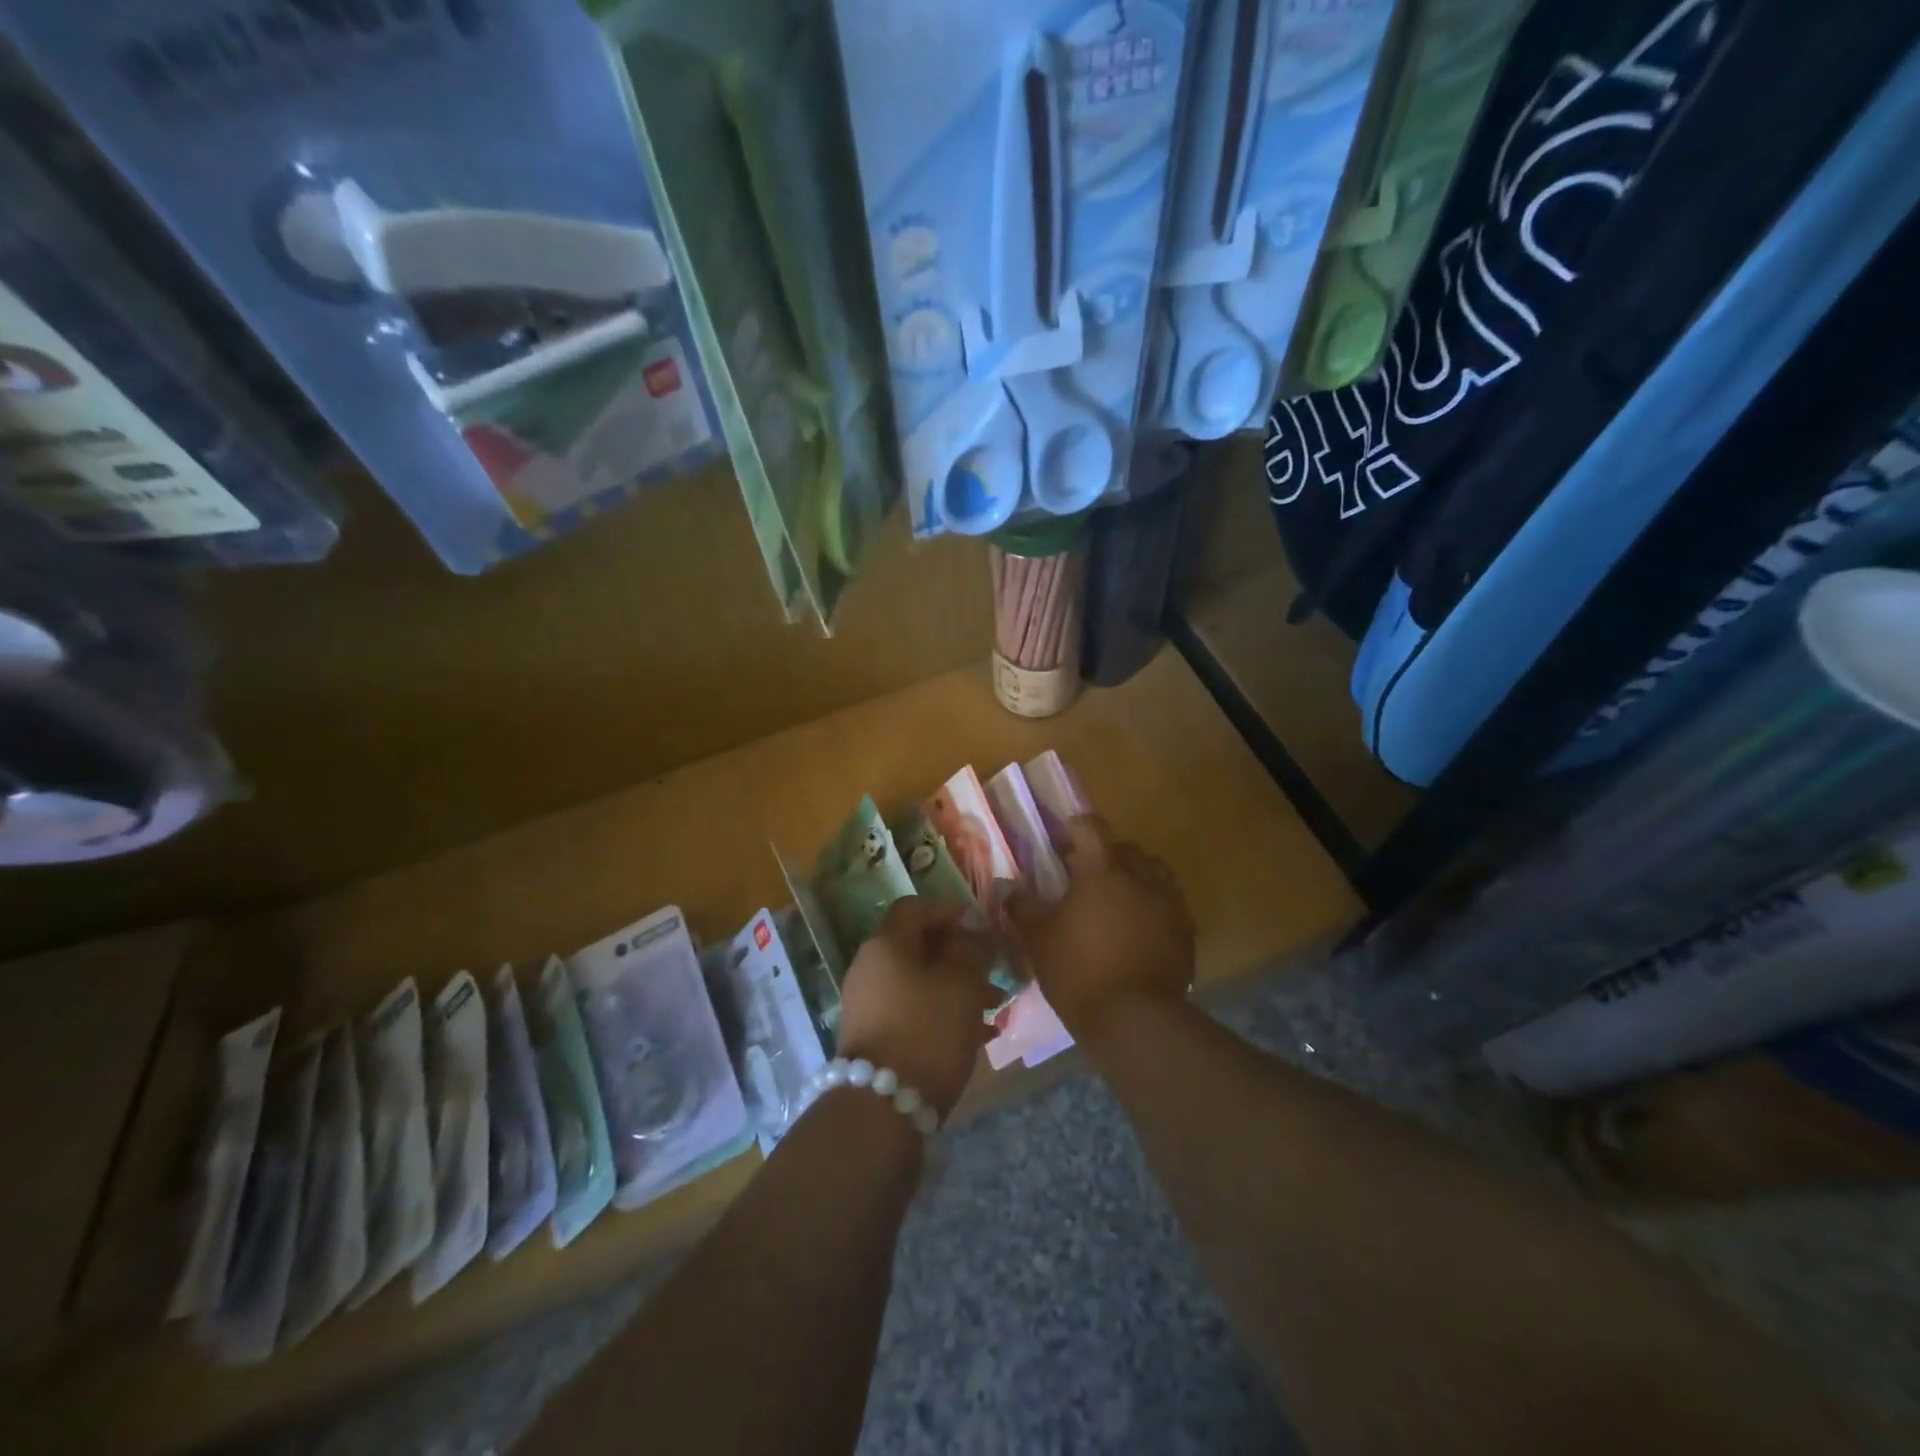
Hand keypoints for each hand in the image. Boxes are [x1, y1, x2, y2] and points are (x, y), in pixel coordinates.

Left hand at [836, 897, 999, 1116]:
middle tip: (994, 970)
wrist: (883, 1109)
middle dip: (960, 955)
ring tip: (996, 1007)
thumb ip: (971, 949)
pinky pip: (913, 1011)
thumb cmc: (928, 1031)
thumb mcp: (961, 984)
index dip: (948, 909)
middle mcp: (870, 968)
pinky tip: (979, 1035)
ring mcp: (869, 1005)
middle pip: (918, 947)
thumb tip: (972, 928)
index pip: (914, 908)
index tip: (980, 925)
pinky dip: (943, 1013)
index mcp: (885, 945)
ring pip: (920, 982)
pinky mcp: (875, 1037)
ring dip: (957, 987)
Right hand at [1006, 815, 1194, 1039]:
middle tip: (1084, 878)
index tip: (1061, 844)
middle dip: (1104, 855)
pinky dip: (1152, 905)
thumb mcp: (1038, 939)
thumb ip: (1023, 907)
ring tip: (1116, 902)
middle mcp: (1141, 876)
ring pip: (1152, 872)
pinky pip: (1168, 902)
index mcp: (1102, 870)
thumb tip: (1011, 888)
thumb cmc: (1078, 971)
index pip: (1091, 827)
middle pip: (1124, 848)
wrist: (1134, 1020)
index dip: (1074, 829)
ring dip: (1134, 877)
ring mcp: (1169, 902)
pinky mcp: (1186, 930)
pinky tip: (1138, 929)